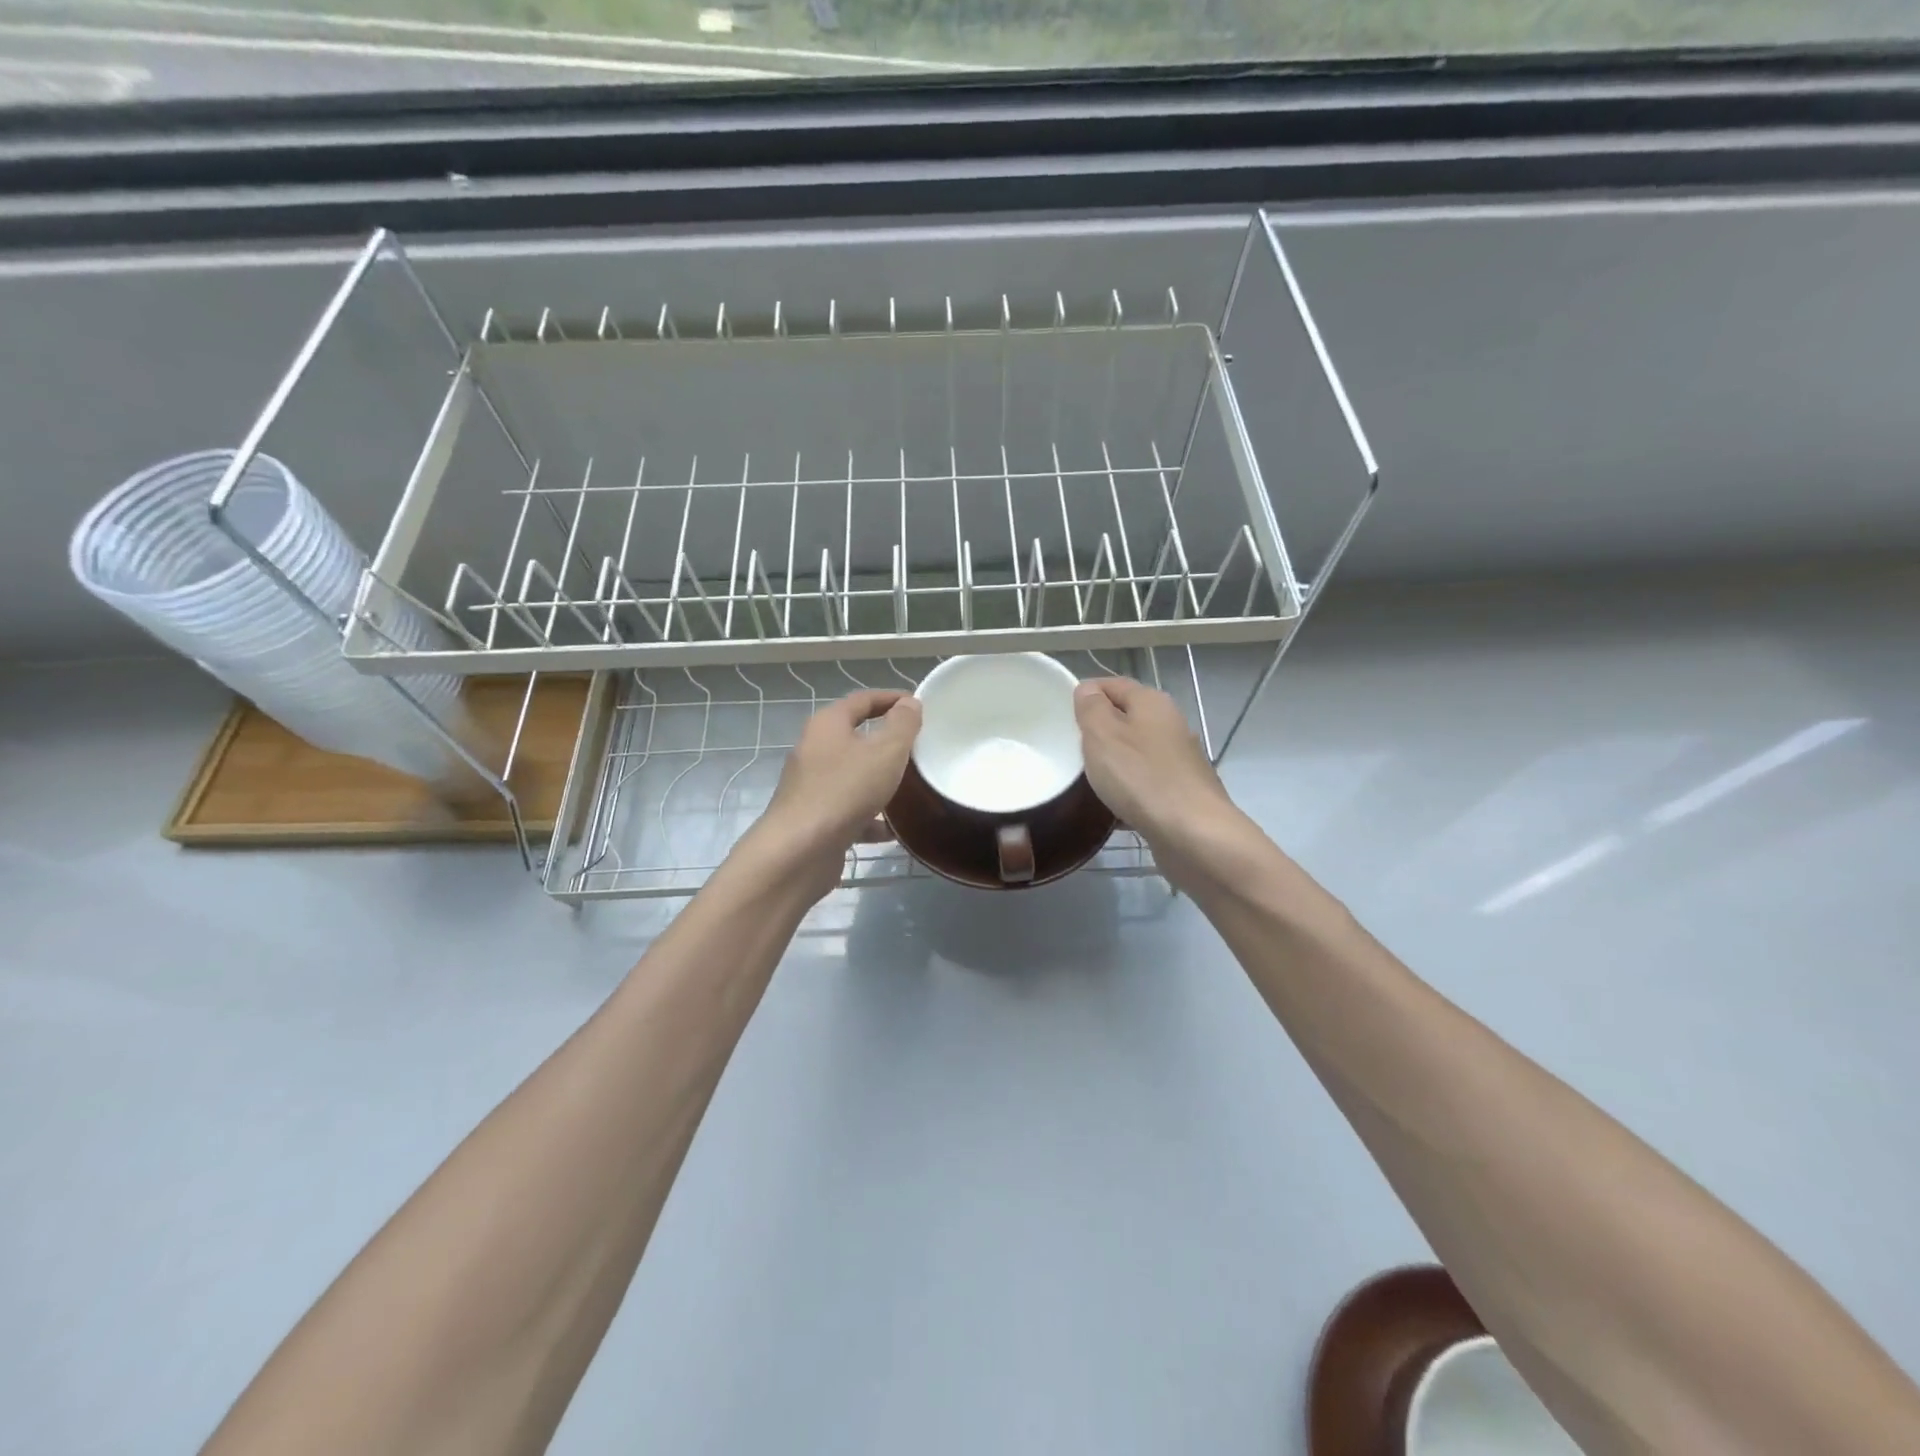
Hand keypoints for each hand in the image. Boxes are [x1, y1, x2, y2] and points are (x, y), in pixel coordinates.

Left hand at [747, 689, 921, 898]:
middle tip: (919, 747)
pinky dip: (870, 817)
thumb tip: (909, 704)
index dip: (891, 698)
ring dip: (880, 781)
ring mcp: (812, 786)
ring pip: (853, 776)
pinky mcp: (815, 818)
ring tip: (911, 788)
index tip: (918, 705)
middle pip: (855, 737)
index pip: (862, 700)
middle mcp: (815, 750)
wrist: (799, 852)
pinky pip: (849, 810)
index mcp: (827, 725)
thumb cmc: (845, 791)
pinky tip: (892, 830)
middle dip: (887, 742)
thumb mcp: (885, 752)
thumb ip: (902, 725)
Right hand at [1074, 677, 1242, 865]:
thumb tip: (1087, 690)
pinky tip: (1113, 808)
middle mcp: (1170, 724)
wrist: (1193, 834)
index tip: (1062, 715)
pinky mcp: (1182, 791)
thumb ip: (1091, 708)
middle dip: (1098, 732)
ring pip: (1135, 752)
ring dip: (1113, 763)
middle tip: (1071, 749)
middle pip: (1126, 718)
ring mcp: (1179, 759)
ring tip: (1087, 780)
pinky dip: (1128, 789)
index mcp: (1152, 702)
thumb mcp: (1103, 735)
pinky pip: (1146, 782)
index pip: (1113, 684)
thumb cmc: (1141, 778)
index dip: (1086, 694)